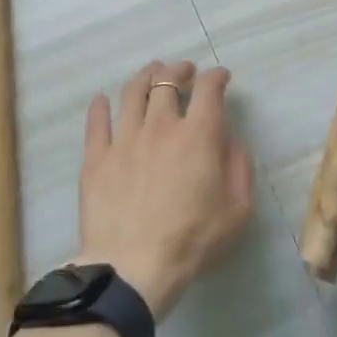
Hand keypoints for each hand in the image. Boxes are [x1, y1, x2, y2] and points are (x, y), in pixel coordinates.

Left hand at [75, 60, 253, 319]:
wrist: (133, 267)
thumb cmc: (193, 240)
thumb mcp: (237, 209)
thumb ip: (240, 167)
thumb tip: (231, 140)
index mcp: (198, 135)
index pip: (209, 89)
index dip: (217, 76)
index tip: (221, 77)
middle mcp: (160, 126)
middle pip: (167, 81)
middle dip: (180, 69)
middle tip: (184, 70)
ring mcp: (124, 139)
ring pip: (132, 92)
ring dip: (145, 76)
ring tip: (151, 72)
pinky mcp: (96, 157)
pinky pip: (97, 122)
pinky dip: (101, 106)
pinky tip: (102, 99)